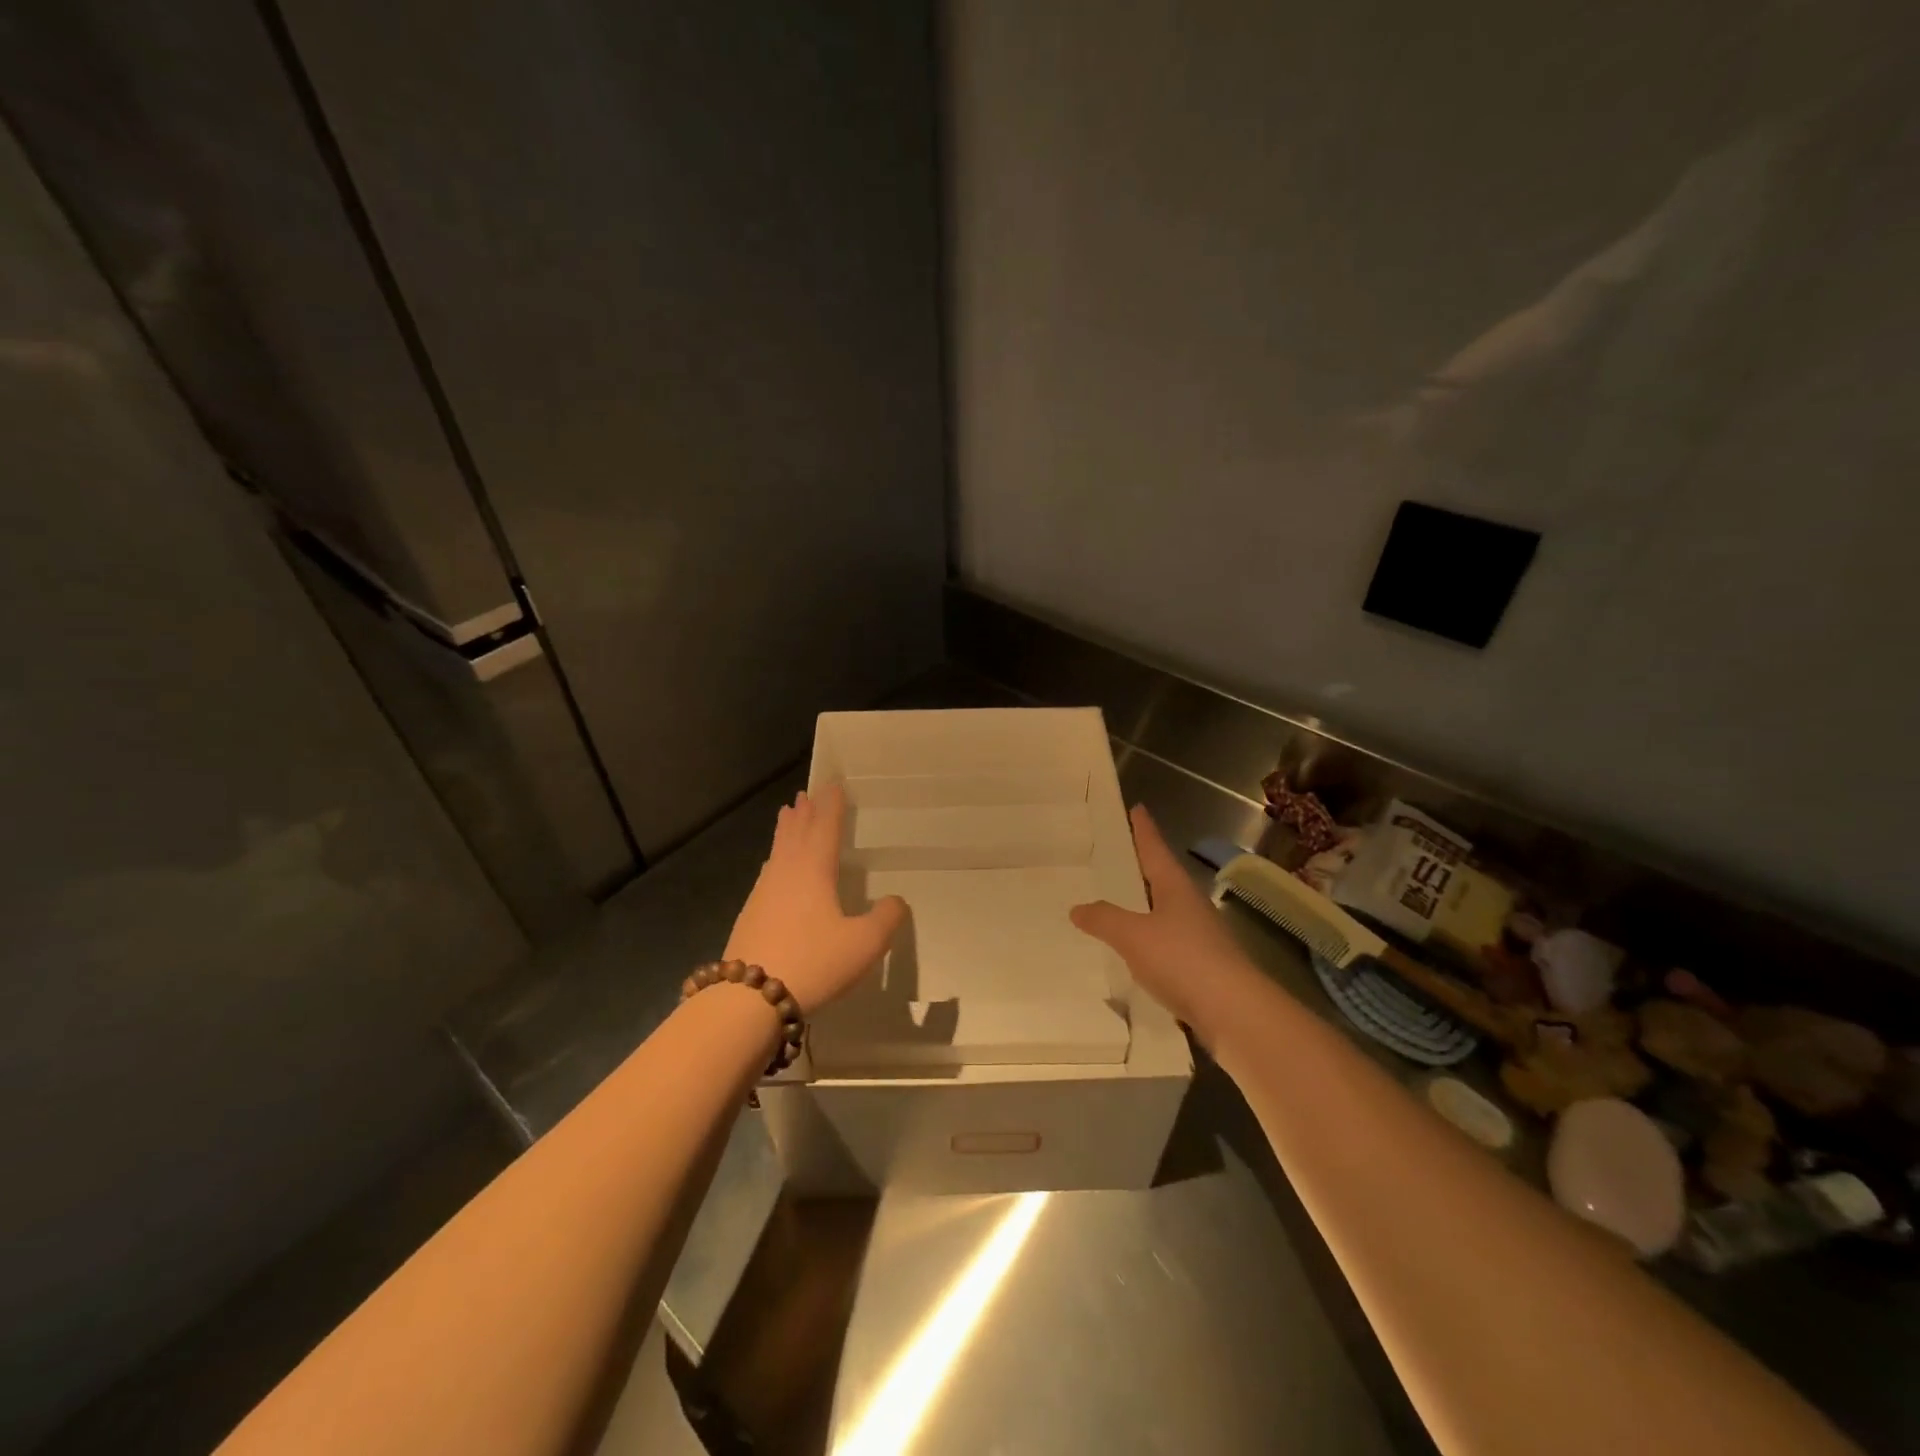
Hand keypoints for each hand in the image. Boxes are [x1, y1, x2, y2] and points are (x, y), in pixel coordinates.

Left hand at [724, 784, 905, 1014]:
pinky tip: (774, 870)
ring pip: (777, 851)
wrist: (750, 997)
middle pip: (796, 833)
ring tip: (788, 816)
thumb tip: (895, 900)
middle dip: (804, 812)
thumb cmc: (814, 962)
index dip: (831, 806)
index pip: (825, 827)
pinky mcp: (750, 914)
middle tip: (805, 794)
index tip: (833, 785)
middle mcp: (786, 872)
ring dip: (786, 831)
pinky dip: (776, 858)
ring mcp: (763, 892)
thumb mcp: (865, 944)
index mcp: (814, 870)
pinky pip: (768, 872)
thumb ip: (886, 918)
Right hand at [1069, 805, 1257, 1037]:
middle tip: (1120, 856)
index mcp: (1175, 888)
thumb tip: (1077, 907)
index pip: (1155, 849)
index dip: (1144, 830)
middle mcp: (1190, 906)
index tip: (1137, 808)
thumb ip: (1104, 919)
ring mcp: (1200, 938)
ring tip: (1121, 904)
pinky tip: (1136, 954)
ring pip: (1166, 913)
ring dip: (1146, 907)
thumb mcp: (1133, 935)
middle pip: (1163, 878)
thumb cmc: (1183, 960)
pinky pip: (1168, 945)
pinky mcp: (1203, 969)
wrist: (1235, 1014)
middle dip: (1143, 867)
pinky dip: (1150, 942)